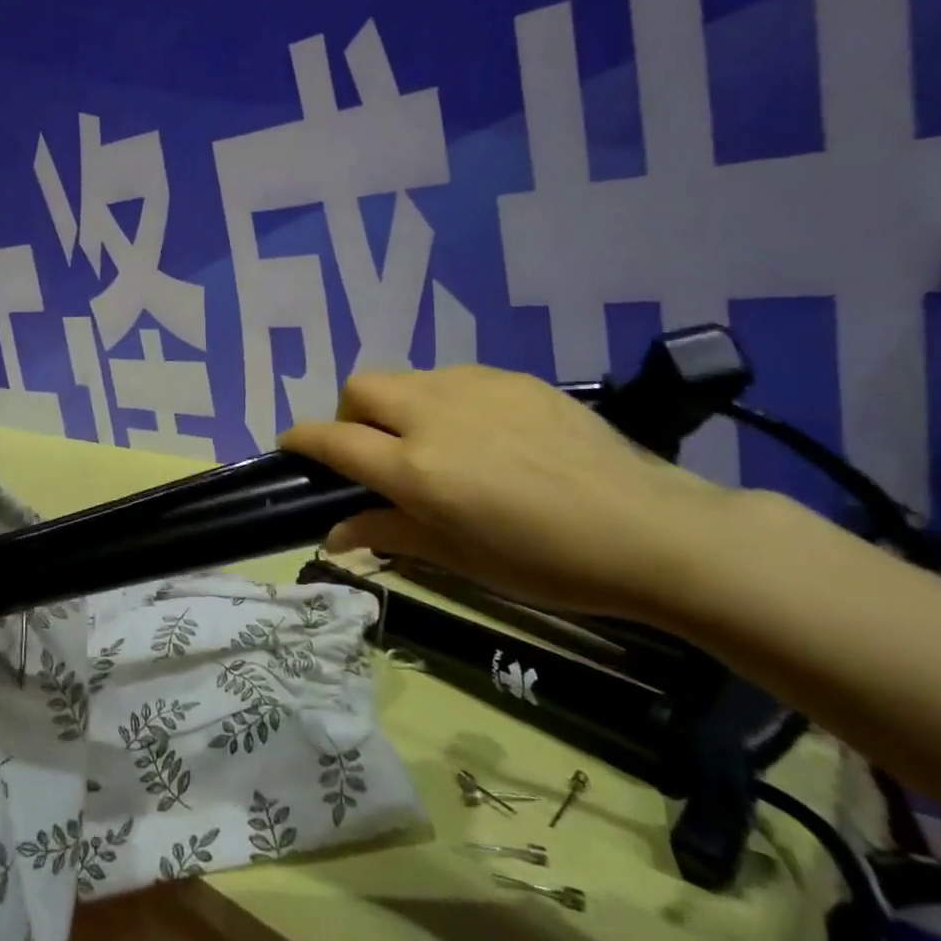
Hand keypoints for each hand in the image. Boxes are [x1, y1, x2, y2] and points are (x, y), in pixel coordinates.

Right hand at [281, 366, 751, 623]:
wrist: (650, 529)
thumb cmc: (547, 562)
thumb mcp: (460, 559)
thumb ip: (388, 533)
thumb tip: (333, 535)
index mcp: (416, 468)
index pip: (332, 439)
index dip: (301, 439)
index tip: (290, 448)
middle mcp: (433, 415)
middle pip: (359, 388)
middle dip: (348, 415)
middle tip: (373, 452)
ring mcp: (474, 388)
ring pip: (405, 378)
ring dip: (397, 407)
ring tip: (432, 444)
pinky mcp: (511, 378)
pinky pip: (453, 378)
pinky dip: (442, 401)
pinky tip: (481, 434)